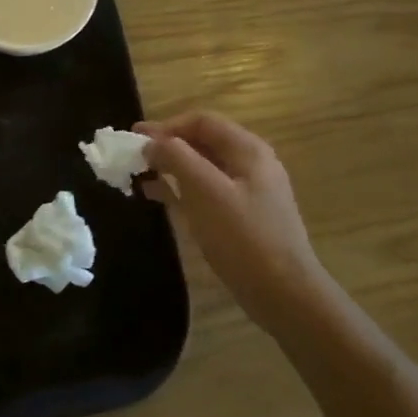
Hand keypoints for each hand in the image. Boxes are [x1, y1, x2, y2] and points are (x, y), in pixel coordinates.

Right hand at [136, 111, 329, 334]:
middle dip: (167, 146)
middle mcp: (250, 164)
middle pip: (203, 142)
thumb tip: (151, 142)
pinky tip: (161, 198)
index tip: (135, 138)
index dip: (166, 126)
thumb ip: (176, 158)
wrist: (285, 295)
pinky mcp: (243, 217)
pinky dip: (182, 189)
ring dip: (171, 168)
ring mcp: (248, 192)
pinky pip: (207, 192)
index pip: (202, 121)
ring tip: (140, 176)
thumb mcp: (205, 192)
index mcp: (247, 150)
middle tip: (133, 157)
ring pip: (203, 168)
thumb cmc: (244, 237)